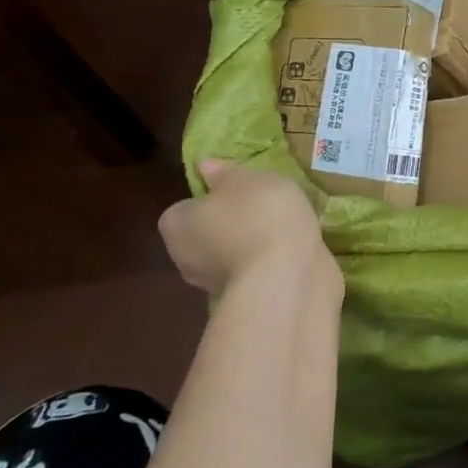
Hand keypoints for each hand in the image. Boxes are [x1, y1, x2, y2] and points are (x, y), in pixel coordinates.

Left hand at [158, 161, 337, 295]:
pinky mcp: (244, 300)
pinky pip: (254, 271)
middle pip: (205, 233)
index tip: (237, 192)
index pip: (186, 207)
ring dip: (250, 244)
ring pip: (230, 255)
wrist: (286, 276)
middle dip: (229, 223)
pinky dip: (267, 263)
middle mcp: (184, 259)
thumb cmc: (259, 216)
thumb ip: (225, 173)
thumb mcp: (247, 179)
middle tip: (262, 208)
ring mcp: (213, 285)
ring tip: (283, 229)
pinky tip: (290, 250)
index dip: (211, 198)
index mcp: (176, 224)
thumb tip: (205, 167)